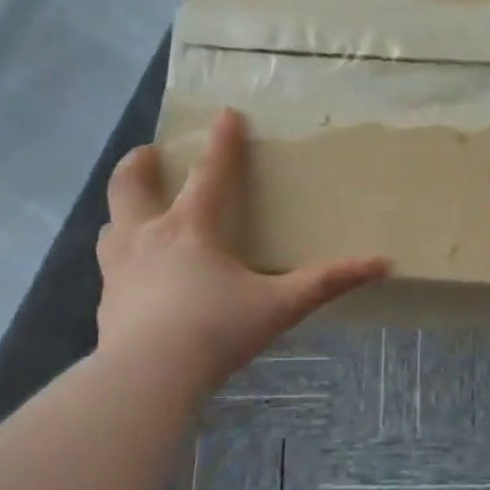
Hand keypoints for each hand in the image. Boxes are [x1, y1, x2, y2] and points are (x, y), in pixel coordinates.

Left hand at [95, 109, 388, 394]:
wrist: (146, 377)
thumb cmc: (215, 330)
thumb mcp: (280, 306)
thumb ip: (328, 283)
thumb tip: (382, 263)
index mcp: (191, 229)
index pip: (210, 174)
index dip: (222, 142)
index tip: (225, 113)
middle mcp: (147, 238)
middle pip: (130, 186)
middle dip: (140, 164)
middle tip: (151, 154)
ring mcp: (119, 269)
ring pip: (111, 224)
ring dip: (123, 210)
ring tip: (137, 212)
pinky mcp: (107, 301)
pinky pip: (110, 268)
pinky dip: (122, 259)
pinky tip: (135, 277)